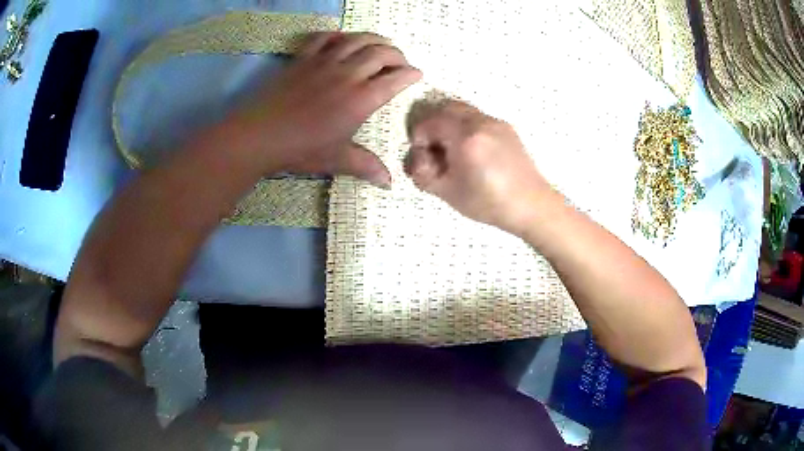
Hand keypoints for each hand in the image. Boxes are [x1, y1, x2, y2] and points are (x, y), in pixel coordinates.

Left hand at [226, 32, 421, 186]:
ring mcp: (324, 62)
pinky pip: (323, 38)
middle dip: (397, 54)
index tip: (417, 74)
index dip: (410, 74)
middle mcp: (348, 74)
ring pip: (357, 40)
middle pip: (380, 53)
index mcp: (361, 99)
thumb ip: (366, 166)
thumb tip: (389, 183)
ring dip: (374, 39)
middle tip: (401, 60)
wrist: (261, 135)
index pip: (395, 79)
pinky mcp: (303, 59)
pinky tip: (342, 38)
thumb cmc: (301, 149)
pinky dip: (336, 34)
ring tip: (381, 43)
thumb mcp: (337, 160)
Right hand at [404, 100, 552, 235]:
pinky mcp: (506, 127)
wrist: (531, 204)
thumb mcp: (447, 193)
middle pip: (445, 108)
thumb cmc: (488, 202)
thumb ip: (423, 173)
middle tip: (434, 148)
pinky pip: (478, 118)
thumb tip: (418, 159)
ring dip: (450, 124)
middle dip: (434, 125)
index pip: (429, 123)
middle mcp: (481, 122)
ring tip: (453, 149)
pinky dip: (466, 126)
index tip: (423, 154)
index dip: (419, 137)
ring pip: (463, 110)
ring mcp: (496, 122)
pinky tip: (472, 151)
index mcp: (465, 137)